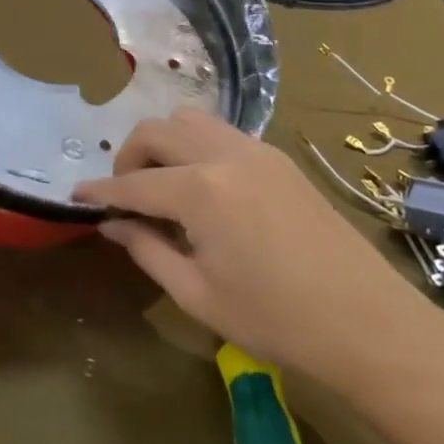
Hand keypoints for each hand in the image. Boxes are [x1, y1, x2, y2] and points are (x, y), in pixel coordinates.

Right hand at [73, 108, 443, 392]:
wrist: (367, 323)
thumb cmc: (275, 319)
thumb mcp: (197, 294)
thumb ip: (147, 250)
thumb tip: (113, 225)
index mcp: (200, 191)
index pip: (132, 184)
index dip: (99, 191)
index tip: (75, 196)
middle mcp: (225, 155)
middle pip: (157, 131)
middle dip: (129, 157)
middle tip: (126, 197)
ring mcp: (257, 151)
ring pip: (191, 121)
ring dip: (164, 144)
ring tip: (163, 187)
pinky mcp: (280, 159)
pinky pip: (222, 134)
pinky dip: (196, 147)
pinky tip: (203, 188)